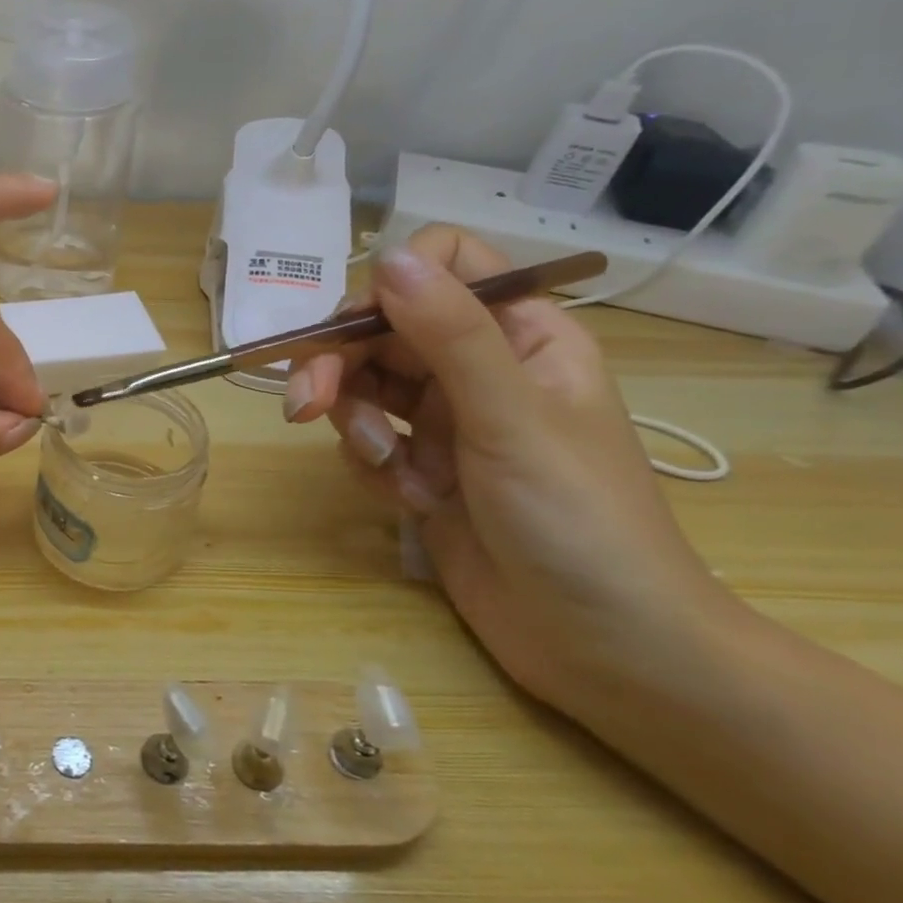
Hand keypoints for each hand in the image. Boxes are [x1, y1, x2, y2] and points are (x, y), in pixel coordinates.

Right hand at [284, 225, 730, 706]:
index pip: (444, 266)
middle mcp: (477, 367)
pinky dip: (372, 466)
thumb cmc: (578, 520)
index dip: (390, 285)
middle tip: (305, 403)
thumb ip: (450, 334)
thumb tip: (386, 256)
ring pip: (363, 385)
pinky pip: (365, 440)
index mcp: (521, 334)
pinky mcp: (419, 466)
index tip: (356, 329)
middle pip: (381, 329)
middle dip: (339, 364)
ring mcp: (446, 419)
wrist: (598, 645)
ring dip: (355, 423)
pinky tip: (409, 500)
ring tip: (385, 468)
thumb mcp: (512, 418)